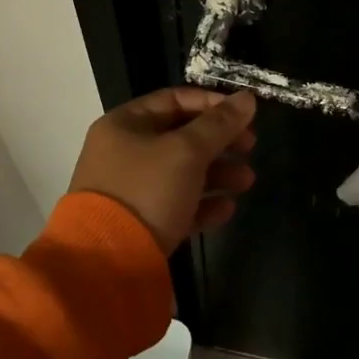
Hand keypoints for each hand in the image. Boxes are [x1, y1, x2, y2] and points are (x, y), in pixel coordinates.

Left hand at [68, 88, 258, 251]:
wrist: (107, 260)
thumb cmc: (147, 190)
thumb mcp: (187, 151)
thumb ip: (220, 124)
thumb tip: (248, 98)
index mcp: (126, 124)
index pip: (175, 99)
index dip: (212, 103)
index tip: (244, 114)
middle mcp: (125, 151)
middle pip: (181, 136)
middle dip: (220, 142)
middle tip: (251, 147)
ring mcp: (130, 189)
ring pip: (182, 172)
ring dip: (218, 173)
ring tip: (247, 181)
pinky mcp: (140, 222)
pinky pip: (176, 204)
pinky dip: (203, 203)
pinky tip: (227, 209)